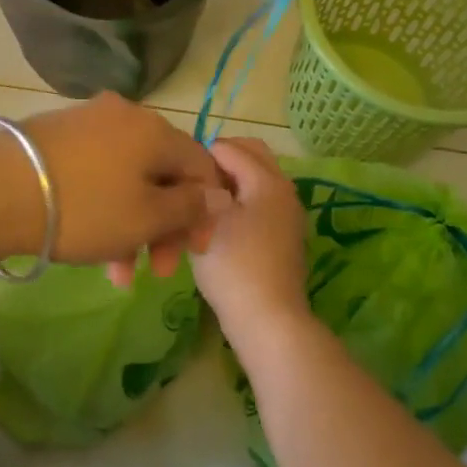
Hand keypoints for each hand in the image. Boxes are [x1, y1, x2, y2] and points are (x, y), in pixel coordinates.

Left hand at [0, 94, 227, 284]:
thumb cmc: (84, 208)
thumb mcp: (145, 218)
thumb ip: (189, 207)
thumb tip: (219, 193)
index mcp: (155, 129)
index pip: (201, 164)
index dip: (206, 210)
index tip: (195, 252)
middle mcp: (125, 115)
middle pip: (163, 173)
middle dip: (164, 226)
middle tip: (158, 271)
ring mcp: (87, 121)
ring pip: (128, 178)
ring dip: (133, 226)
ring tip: (117, 273)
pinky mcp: (57, 135)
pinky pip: (98, 172)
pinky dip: (105, 207)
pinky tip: (92, 242)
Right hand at [191, 138, 312, 354]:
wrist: (268, 319)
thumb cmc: (233, 265)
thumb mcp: (207, 218)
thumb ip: (201, 183)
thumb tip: (197, 170)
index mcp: (267, 179)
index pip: (228, 146)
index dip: (199, 154)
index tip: (178, 173)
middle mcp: (284, 188)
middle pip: (251, 153)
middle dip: (220, 159)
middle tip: (192, 180)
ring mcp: (288, 212)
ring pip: (257, 177)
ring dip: (231, 179)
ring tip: (202, 200)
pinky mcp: (285, 233)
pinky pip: (261, 199)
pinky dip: (242, 198)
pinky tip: (219, 221)